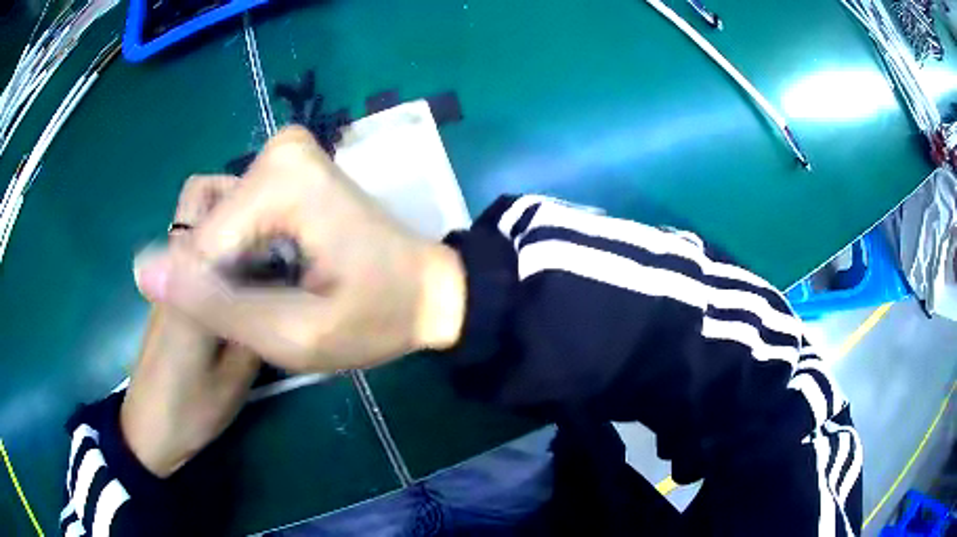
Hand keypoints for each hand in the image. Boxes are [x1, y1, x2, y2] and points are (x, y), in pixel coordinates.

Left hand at [122, 176, 259, 477]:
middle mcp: (176, 266)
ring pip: (198, 217)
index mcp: (191, 281)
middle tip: (274, 228)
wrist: (150, 430)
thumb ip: (255, 324)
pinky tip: (247, 279)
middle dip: (236, 195)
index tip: (289, 219)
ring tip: (268, 252)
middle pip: (198, 194)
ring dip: (232, 219)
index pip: (218, 210)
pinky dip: (222, 245)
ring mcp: (170, 277)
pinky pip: (197, 247)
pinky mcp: (172, 291)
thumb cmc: (190, 410)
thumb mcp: (233, 378)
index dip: (254, 200)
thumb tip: (282, 288)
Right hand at [133, 126, 466, 372]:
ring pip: (218, 225)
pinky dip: (244, 253)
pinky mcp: (283, 166)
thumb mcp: (295, 335)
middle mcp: (278, 148)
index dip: (216, 302)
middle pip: (209, 232)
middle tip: (274, 309)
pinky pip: (235, 216)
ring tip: (277, 293)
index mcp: (281, 180)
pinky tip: (277, 273)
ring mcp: (282, 152)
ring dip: (234, 271)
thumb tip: (144, 270)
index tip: (260, 321)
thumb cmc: (377, 318)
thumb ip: (216, 305)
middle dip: (226, 283)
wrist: (425, 288)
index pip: (201, 249)